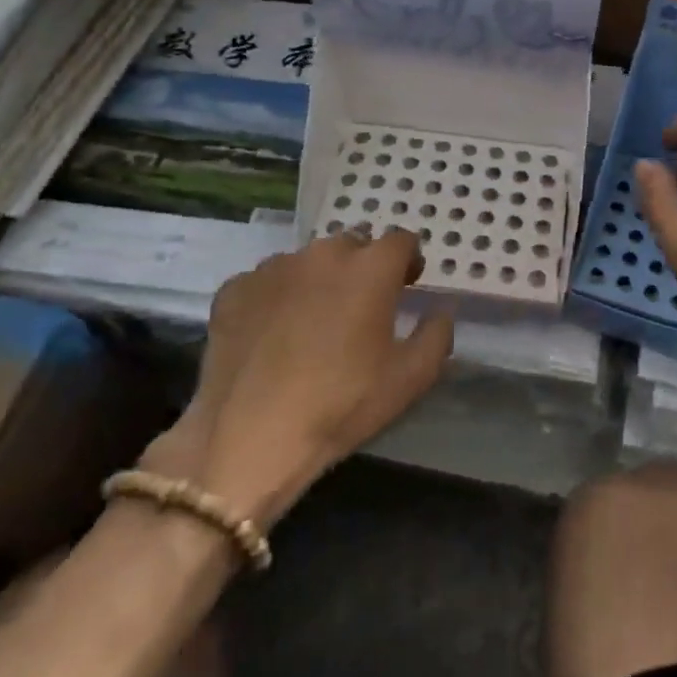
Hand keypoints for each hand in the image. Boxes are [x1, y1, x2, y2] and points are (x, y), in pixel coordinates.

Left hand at [143, 229, 452, 527]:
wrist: (250, 435)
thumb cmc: (342, 404)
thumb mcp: (411, 378)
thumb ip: (437, 333)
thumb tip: (441, 309)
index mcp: (371, 267)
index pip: (401, 241)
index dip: (408, 261)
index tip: (406, 285)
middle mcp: (323, 254)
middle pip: (353, 245)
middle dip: (363, 268)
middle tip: (361, 309)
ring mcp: (273, 268)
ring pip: (307, 262)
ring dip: (319, 280)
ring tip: (312, 323)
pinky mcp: (235, 289)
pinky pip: (266, 282)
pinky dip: (276, 298)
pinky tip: (273, 335)